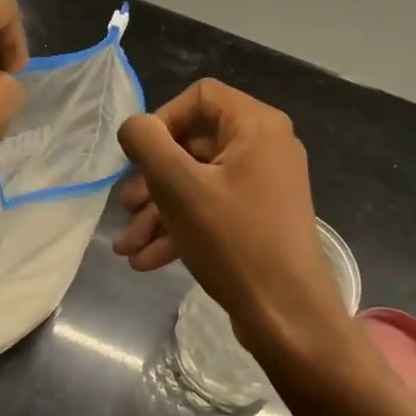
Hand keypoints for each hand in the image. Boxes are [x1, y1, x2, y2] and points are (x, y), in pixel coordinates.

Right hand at [114, 79, 353, 367]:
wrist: (289, 319)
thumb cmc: (234, 240)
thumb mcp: (178, 186)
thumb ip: (147, 143)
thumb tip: (134, 126)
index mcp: (256, 125)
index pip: (199, 96)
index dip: (162, 120)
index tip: (140, 157)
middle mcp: (266, 147)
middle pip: (194, 144)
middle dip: (152, 179)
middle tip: (125, 207)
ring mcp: (264, 185)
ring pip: (198, 182)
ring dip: (158, 211)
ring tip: (126, 246)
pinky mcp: (259, 219)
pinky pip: (212, 209)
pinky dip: (180, 228)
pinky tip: (146, 260)